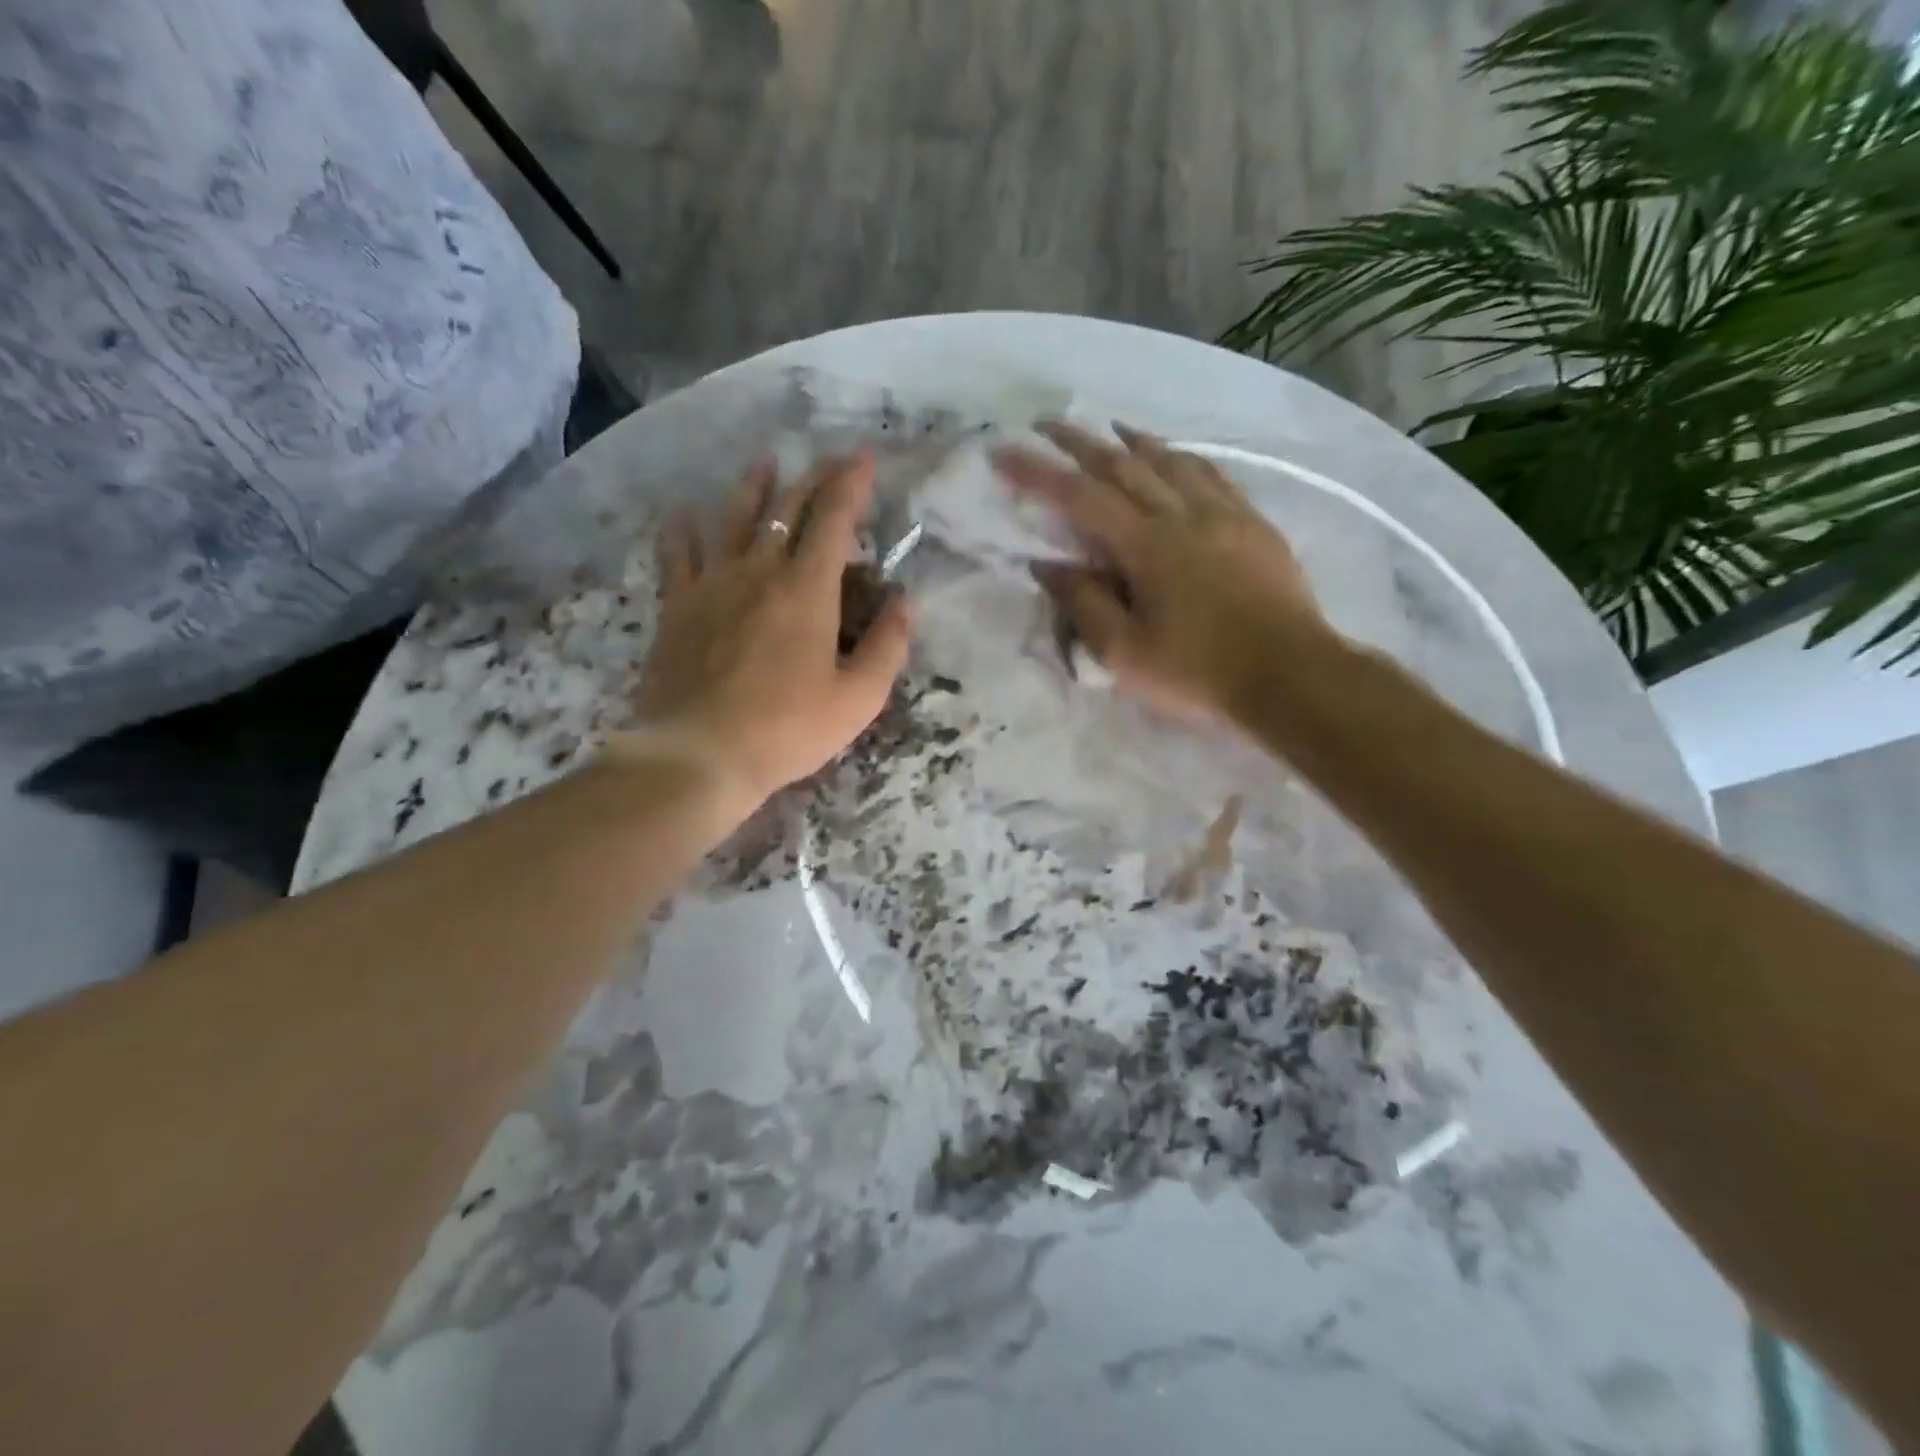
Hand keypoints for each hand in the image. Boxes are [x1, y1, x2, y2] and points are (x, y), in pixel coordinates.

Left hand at [629, 453, 910, 802]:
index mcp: (808, 589)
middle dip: (812, 478)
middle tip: (828, 462)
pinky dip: (682, 529)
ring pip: (733, 518)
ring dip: (753, 487)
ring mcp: (712, 583)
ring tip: (763, 463)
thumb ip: (888, 646)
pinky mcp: (677, 605)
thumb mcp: (859, 698)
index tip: (862, 456)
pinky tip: (683, 514)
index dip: (851, 483)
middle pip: (787, 509)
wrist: (698, 753)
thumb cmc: (788, 729)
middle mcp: (759, 571)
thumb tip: (903, 602)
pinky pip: (678, 554)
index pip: (834, 518)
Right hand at [994, 421, 1333, 727]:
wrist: (1290, 675)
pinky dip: (1185, 458)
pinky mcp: (1255, 524)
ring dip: (1135, 441)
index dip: (1037, 472)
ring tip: (1112, 428)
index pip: (1080, 497)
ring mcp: (1224, 514)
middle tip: (1049, 423)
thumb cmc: (1198, 672)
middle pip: (1124, 464)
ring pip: (1172, 461)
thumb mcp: (1124, 653)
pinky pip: (1213, 475)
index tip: (1004, 451)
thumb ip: (1083, 605)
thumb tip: (1047, 565)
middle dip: (1081, 441)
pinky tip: (1179, 458)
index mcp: (1146, 546)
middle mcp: (1183, 515)